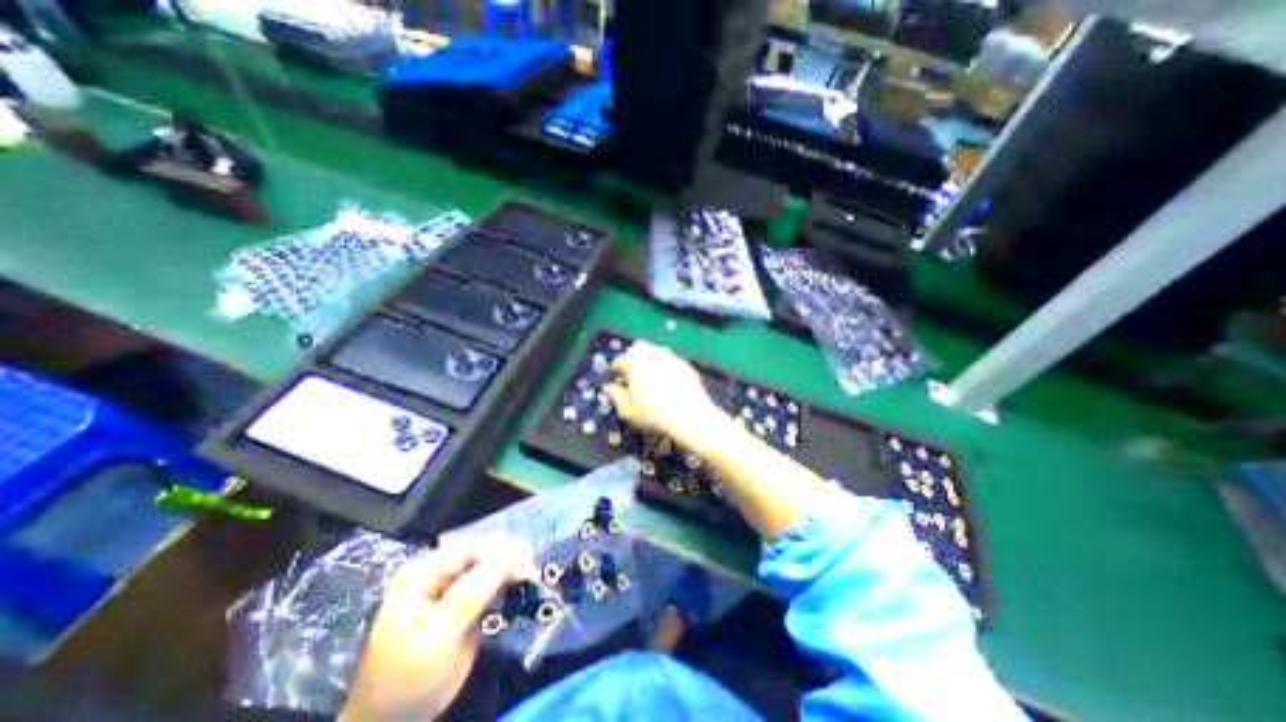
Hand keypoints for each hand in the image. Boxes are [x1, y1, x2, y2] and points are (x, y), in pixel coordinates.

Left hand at [338, 542, 536, 721]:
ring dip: (512, 571)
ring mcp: (453, 586)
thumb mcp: (437, 635)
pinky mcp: (466, 602)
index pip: (469, 548)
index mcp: (423, 571)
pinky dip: (508, 584)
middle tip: (532, 574)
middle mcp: (439, 571)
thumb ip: (470, 593)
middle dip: (509, 559)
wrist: (397, 721)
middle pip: (482, 553)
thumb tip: (508, 556)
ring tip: (530, 580)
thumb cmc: (408, 677)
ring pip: (490, 565)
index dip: (499, 553)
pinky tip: (521, 588)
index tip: (526, 566)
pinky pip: (492, 583)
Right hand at [601, 341, 720, 440]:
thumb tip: (609, 387)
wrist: (690, 418)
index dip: (615, 369)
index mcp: (635, 366)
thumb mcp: (628, 412)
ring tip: (648, 373)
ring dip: (648, 357)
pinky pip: (671, 359)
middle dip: (631, 355)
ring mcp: (671, 359)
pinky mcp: (685, 365)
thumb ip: (616, 397)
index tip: (616, 377)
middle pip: (638, 347)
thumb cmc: (655, 417)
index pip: (620, 360)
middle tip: (630, 371)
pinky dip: (664, 364)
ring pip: (656, 349)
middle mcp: (653, 356)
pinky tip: (666, 378)